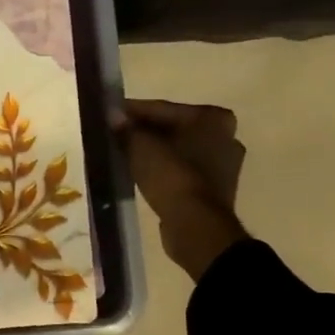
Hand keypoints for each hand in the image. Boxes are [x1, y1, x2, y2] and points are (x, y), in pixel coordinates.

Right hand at [119, 99, 248, 281]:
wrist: (195, 225)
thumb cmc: (172, 176)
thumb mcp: (141, 147)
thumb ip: (126, 128)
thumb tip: (113, 115)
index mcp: (213, 118)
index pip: (163, 109)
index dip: (132, 112)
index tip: (109, 115)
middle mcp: (225, 136)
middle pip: (173, 128)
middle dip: (144, 132)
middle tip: (115, 135)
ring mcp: (224, 165)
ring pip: (178, 150)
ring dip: (154, 151)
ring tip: (125, 155)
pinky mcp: (216, 189)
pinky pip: (183, 170)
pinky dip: (165, 169)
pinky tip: (143, 173)